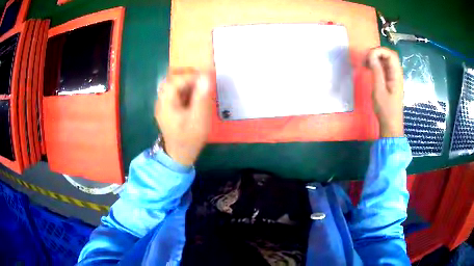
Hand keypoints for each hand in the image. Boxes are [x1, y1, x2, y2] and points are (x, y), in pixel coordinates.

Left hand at [155, 69, 212, 165]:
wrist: (180, 155)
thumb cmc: (190, 138)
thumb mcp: (199, 119)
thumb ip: (201, 97)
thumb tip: (205, 77)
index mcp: (166, 103)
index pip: (174, 81)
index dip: (189, 76)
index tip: (204, 77)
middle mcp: (161, 101)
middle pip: (170, 81)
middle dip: (186, 77)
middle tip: (202, 80)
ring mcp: (163, 105)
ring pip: (172, 86)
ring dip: (185, 84)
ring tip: (199, 88)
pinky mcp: (167, 109)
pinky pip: (174, 94)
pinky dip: (184, 91)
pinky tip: (193, 96)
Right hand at [366, 47, 404, 137]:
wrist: (391, 124)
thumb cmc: (386, 110)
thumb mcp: (379, 90)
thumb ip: (376, 71)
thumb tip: (371, 56)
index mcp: (396, 75)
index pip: (390, 54)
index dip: (379, 51)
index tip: (368, 57)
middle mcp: (396, 73)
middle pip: (388, 55)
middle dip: (376, 53)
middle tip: (365, 59)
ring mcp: (393, 77)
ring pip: (385, 61)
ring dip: (375, 59)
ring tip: (365, 64)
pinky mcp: (390, 81)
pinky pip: (383, 68)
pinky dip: (376, 65)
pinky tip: (369, 69)